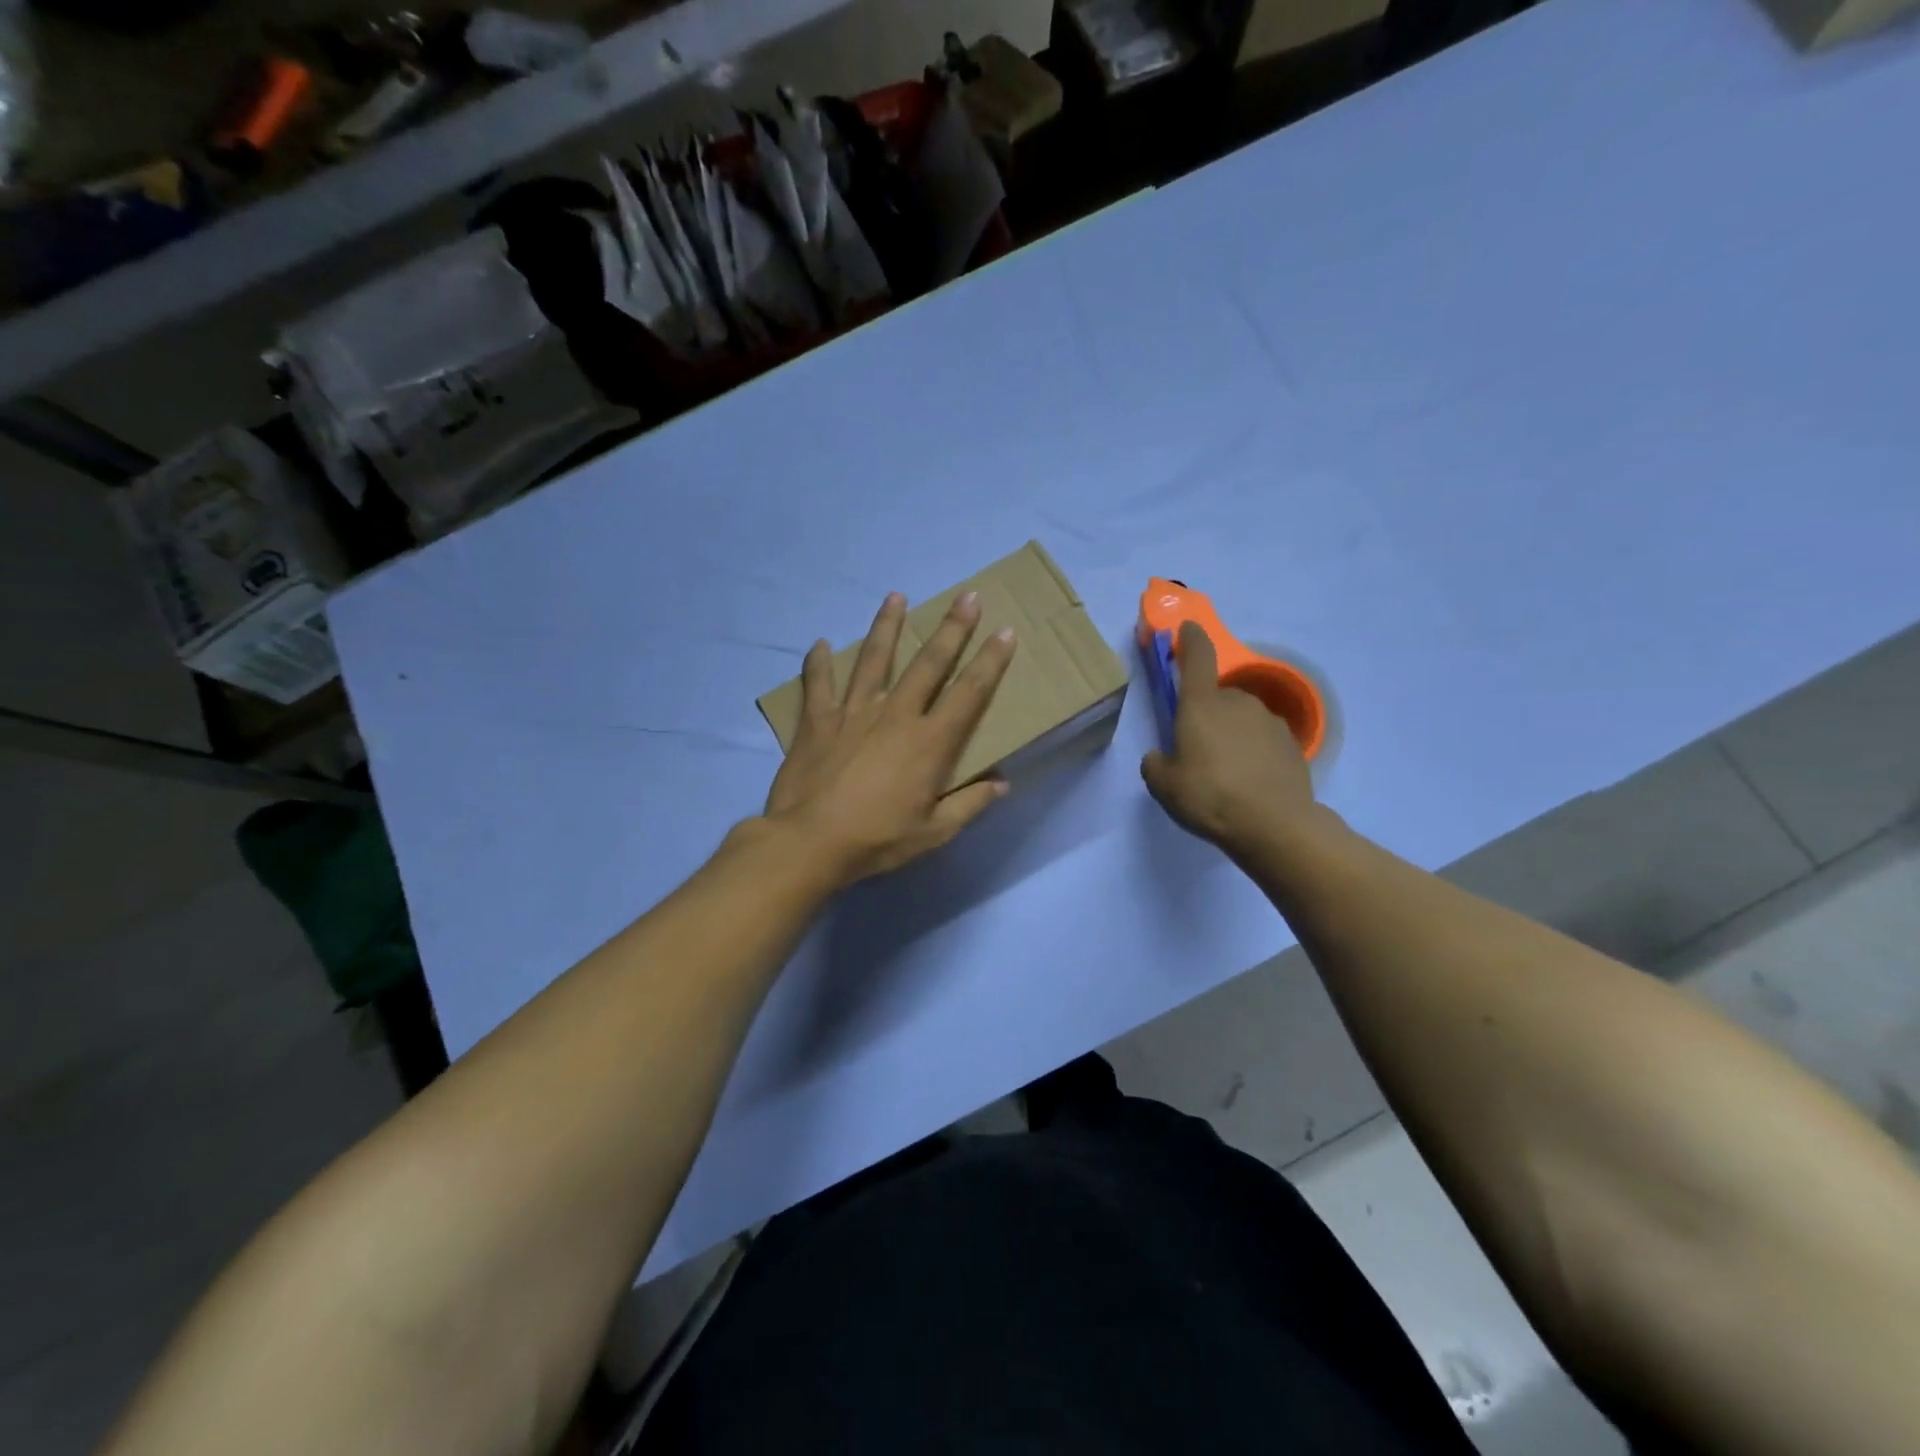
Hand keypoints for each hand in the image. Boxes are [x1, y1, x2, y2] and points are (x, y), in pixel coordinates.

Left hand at [764, 590, 1016, 885]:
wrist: (811, 842)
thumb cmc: (878, 840)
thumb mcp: (934, 833)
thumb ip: (970, 805)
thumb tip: (1001, 784)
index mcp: (930, 741)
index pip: (970, 692)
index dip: (991, 661)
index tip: (1005, 632)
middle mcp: (896, 715)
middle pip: (929, 663)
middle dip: (952, 628)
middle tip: (967, 596)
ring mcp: (854, 712)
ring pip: (874, 659)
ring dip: (887, 626)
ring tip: (896, 596)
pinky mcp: (818, 721)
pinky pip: (818, 684)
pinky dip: (819, 663)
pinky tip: (820, 644)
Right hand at [1141, 622, 1316, 857]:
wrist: (1274, 825)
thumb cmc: (1210, 797)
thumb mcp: (1164, 786)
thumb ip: (1155, 764)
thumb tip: (1160, 757)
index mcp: (1202, 705)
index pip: (1197, 657)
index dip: (1190, 639)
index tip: (1187, 629)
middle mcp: (1237, 702)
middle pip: (1216, 697)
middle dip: (1206, 715)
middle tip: (1197, 750)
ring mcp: (1268, 721)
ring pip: (1241, 718)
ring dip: (1231, 734)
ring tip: (1225, 772)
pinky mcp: (1292, 743)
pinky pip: (1262, 739)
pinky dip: (1253, 752)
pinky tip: (1249, 781)